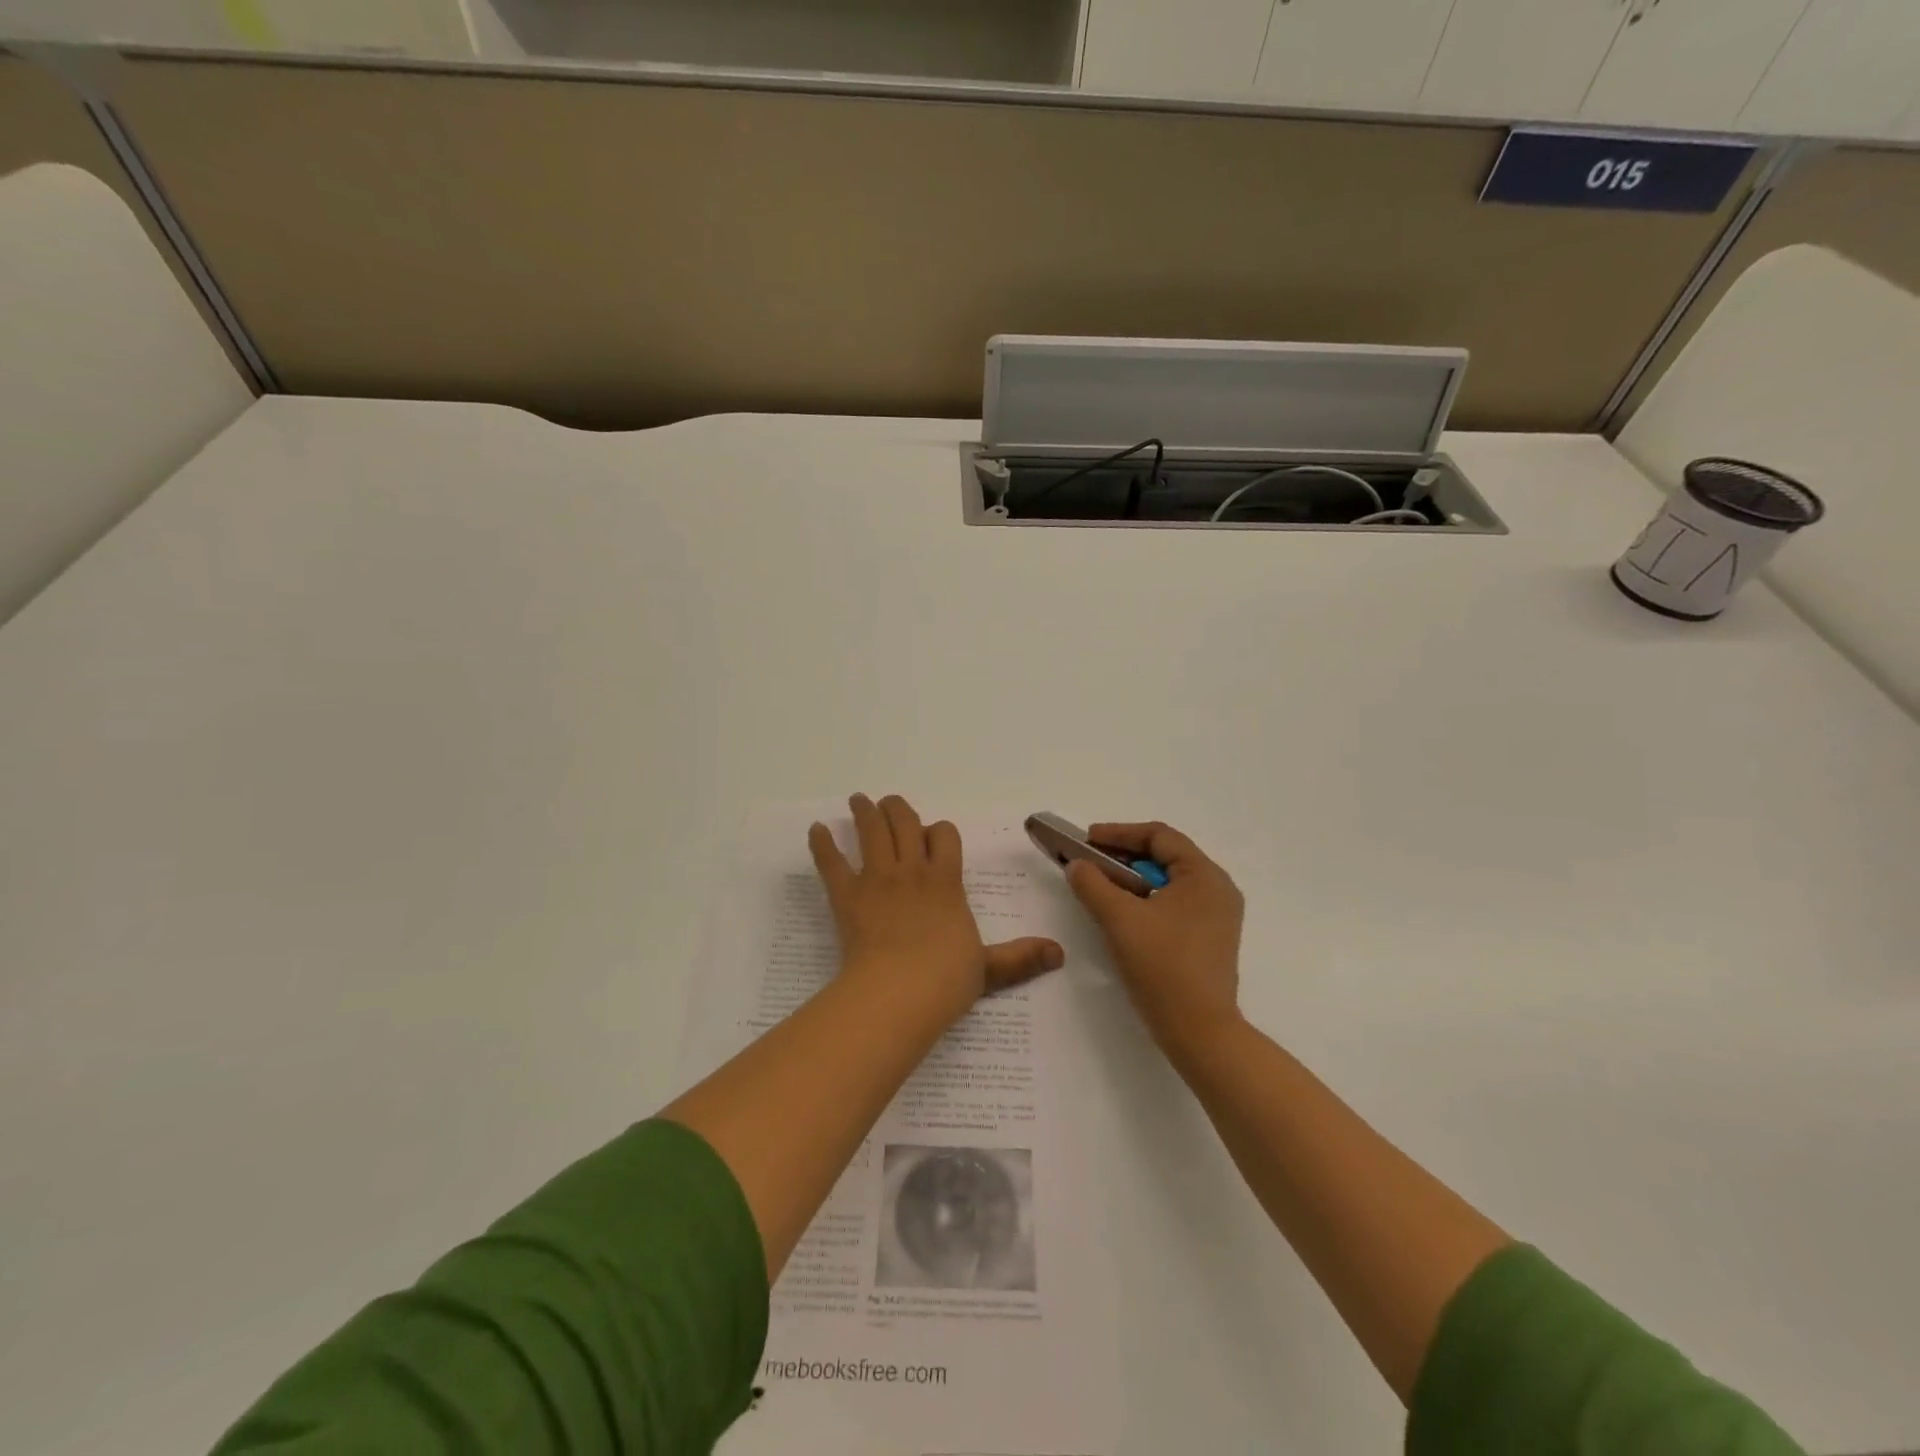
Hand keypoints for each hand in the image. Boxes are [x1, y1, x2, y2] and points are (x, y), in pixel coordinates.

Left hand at [809, 794, 1063, 1018]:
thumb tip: (1060, 955)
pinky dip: (822, 844)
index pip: (945, 836)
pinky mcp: (846, 895)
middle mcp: (911, 871)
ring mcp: (877, 879)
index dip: (939, 831)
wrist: (899, 992)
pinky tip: (816, 829)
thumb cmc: (945, 979)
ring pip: (871, 831)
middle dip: (898, 809)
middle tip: (889, 802)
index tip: (932, 835)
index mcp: (945, 881)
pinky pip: (831, 862)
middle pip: (904, 823)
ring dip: (865, 811)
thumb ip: (1020, 957)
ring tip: (859, 799)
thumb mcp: (989, 968)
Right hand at [1066, 821, 1244, 1054]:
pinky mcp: (1209, 938)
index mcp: (1205, 876)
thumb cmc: (1163, 967)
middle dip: (1123, 855)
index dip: (1119, 833)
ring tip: (1100, 885)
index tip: (1086, 840)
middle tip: (1089, 861)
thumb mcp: (1120, 919)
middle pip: (1165, 856)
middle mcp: (1218, 889)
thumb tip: (1077, 865)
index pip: (1159, 836)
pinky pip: (1174, 902)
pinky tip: (1122, 911)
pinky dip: (1146, 898)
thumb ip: (1093, 884)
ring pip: (1168, 881)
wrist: (1200, 1032)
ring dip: (1132, 878)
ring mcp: (1217, 916)